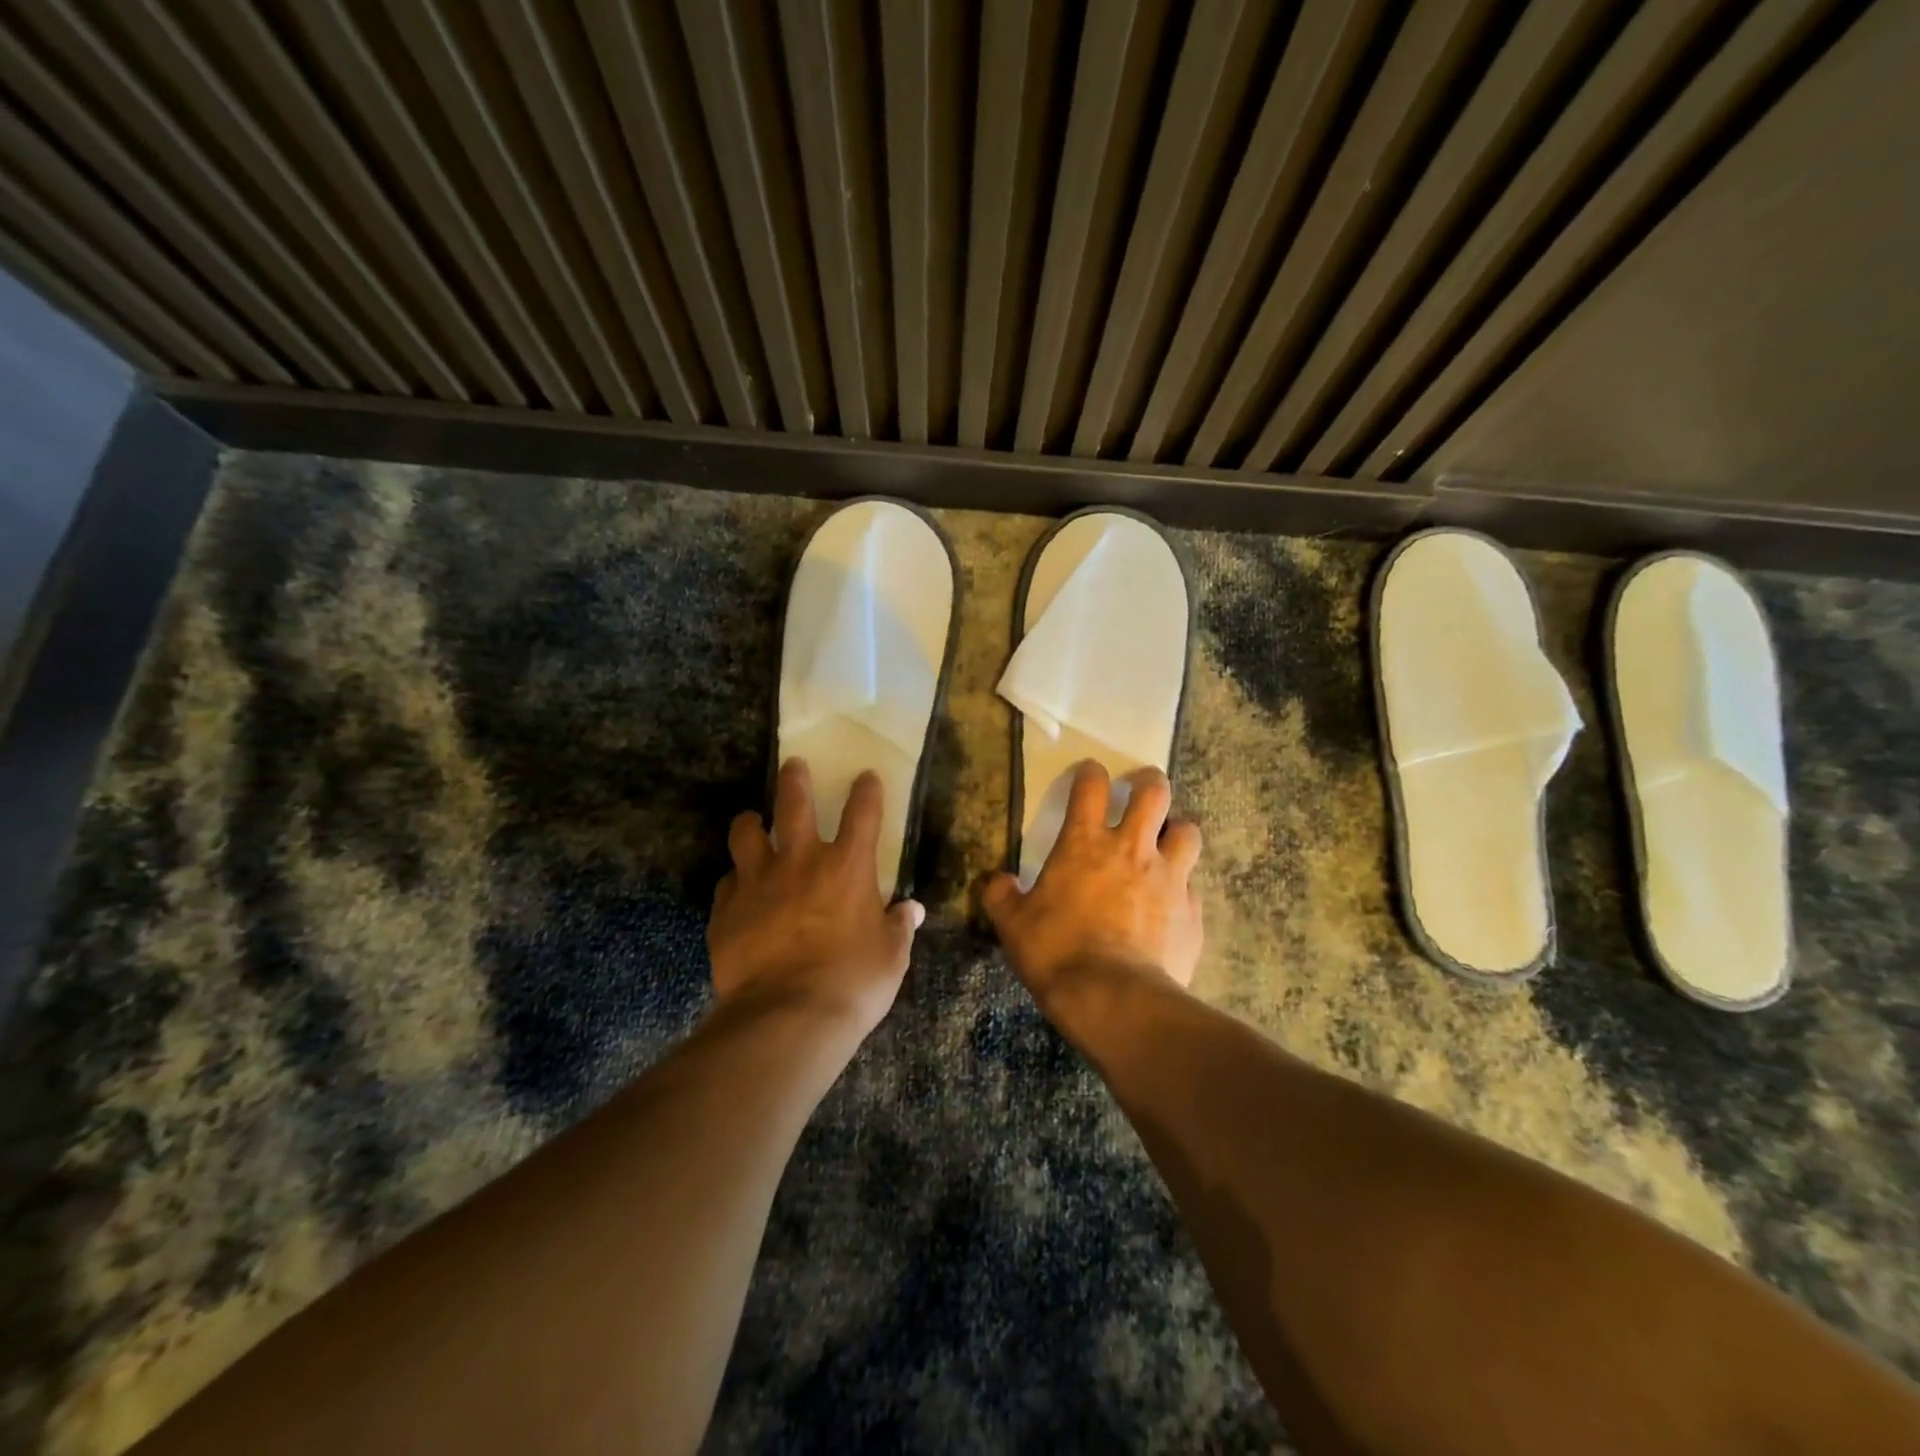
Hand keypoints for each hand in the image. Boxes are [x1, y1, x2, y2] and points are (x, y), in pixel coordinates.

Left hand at [709, 759, 924, 1037]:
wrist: (786, 1017)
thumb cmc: (852, 983)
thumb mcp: (890, 957)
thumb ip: (899, 927)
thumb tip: (911, 910)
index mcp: (848, 868)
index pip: (863, 813)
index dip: (866, 790)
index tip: (866, 776)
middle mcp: (801, 862)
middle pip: (794, 804)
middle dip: (794, 779)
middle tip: (792, 765)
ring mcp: (758, 883)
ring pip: (746, 834)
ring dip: (750, 823)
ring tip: (752, 822)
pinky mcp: (726, 910)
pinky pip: (727, 883)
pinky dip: (735, 881)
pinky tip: (737, 890)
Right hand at [982, 761, 1203, 1005]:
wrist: (1113, 997)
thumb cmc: (1056, 951)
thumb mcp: (1013, 924)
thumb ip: (1001, 896)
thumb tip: (996, 881)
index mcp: (1084, 843)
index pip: (1091, 787)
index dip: (1090, 773)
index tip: (1090, 771)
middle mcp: (1131, 848)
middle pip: (1153, 793)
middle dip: (1149, 782)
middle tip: (1142, 785)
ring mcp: (1168, 877)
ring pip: (1187, 830)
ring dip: (1177, 830)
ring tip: (1168, 840)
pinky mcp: (1192, 910)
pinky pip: (1193, 884)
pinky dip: (1183, 884)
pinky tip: (1173, 900)